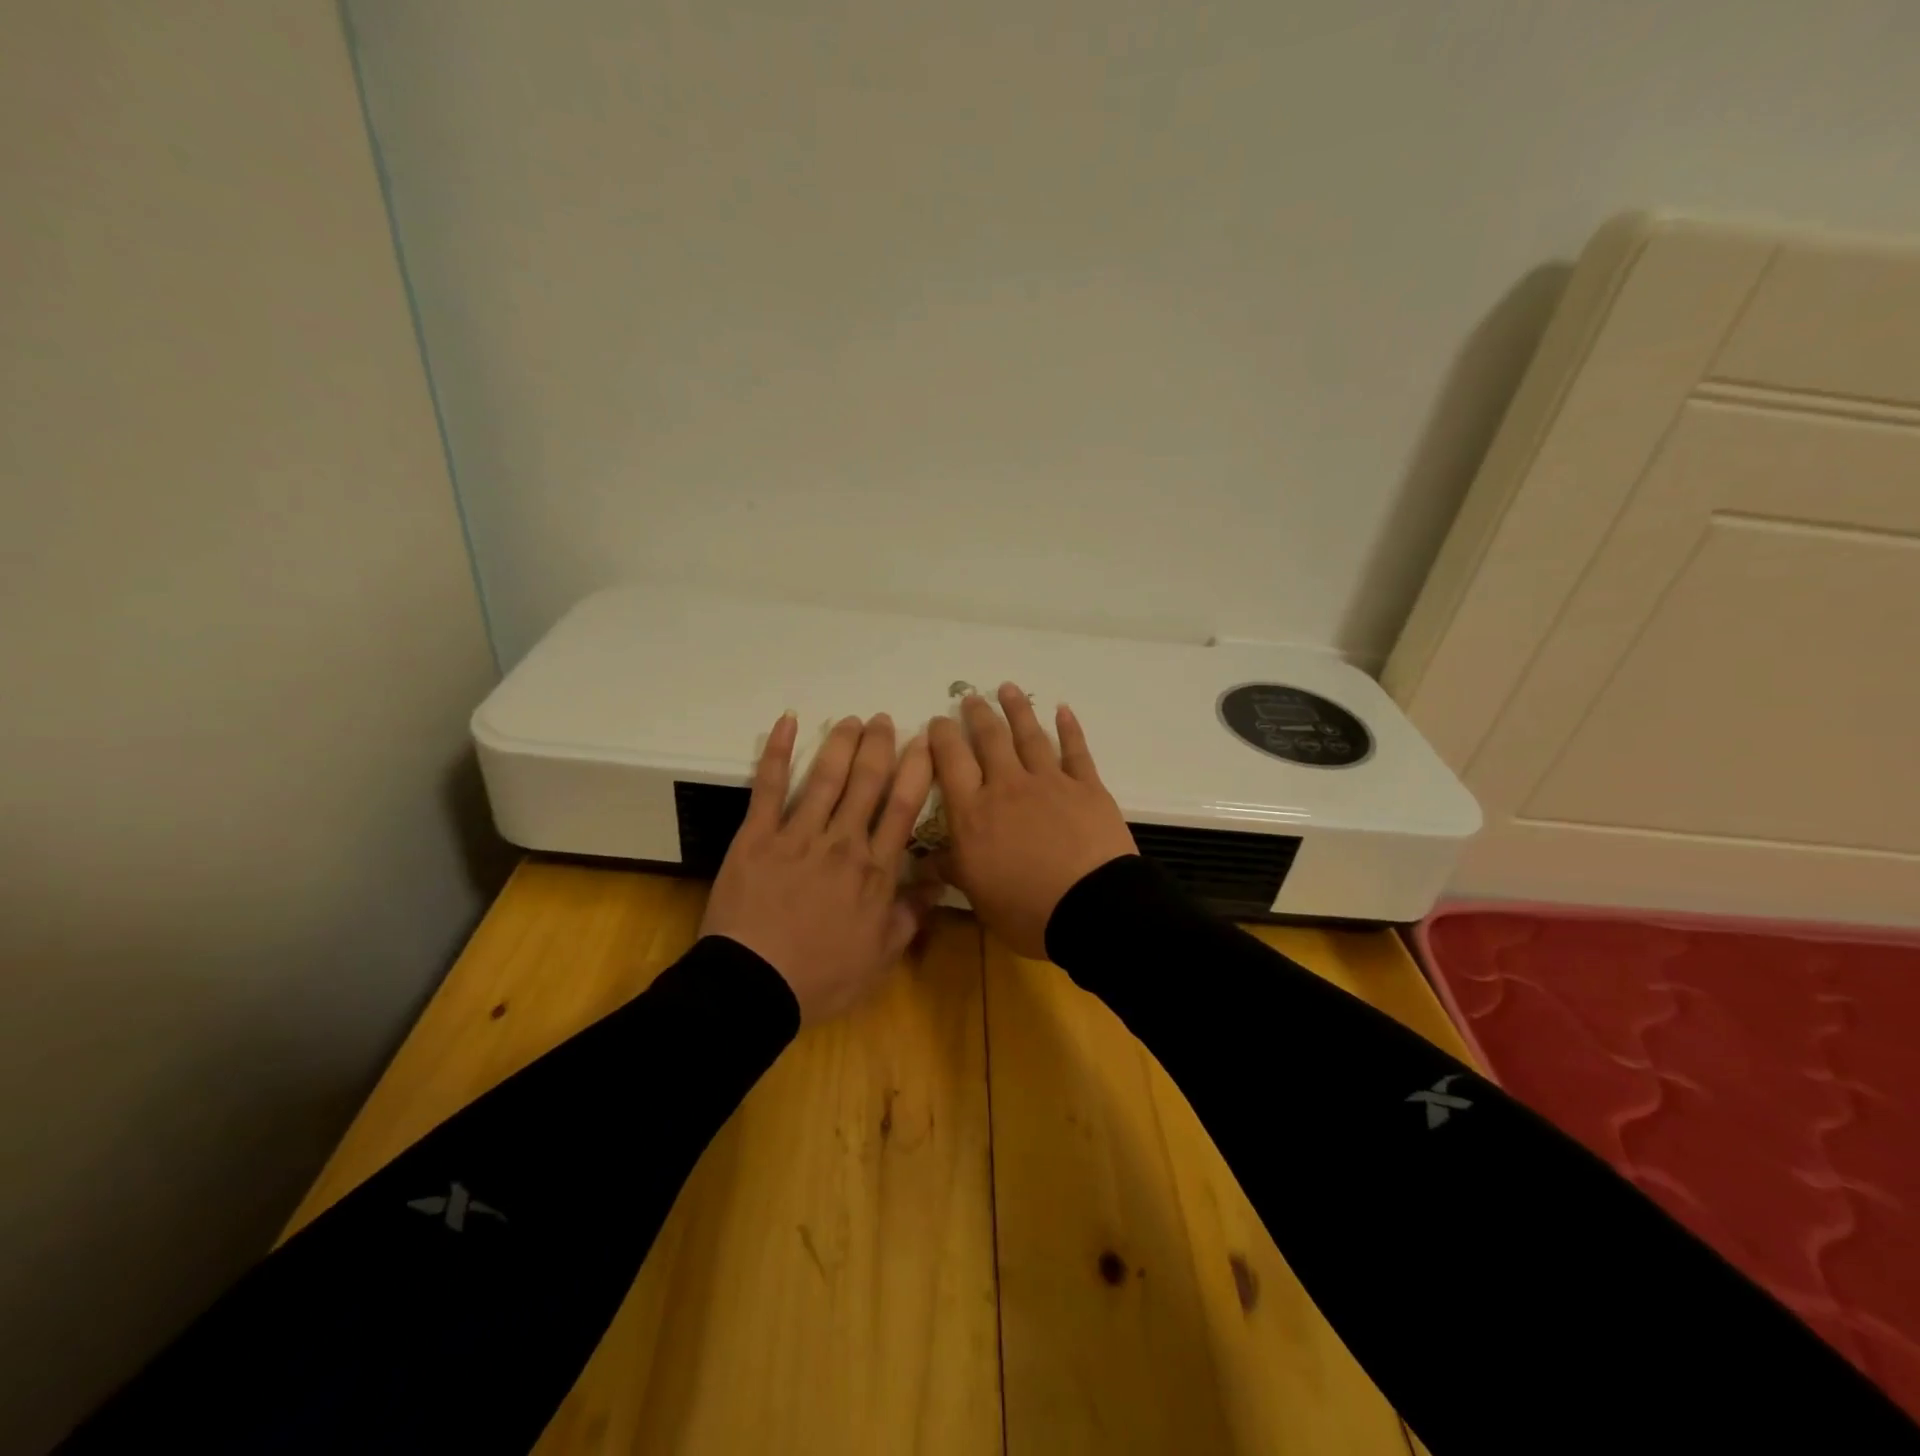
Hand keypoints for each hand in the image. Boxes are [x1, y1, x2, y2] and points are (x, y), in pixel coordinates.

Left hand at [701, 712, 938, 1023]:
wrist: (753, 986)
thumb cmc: (821, 978)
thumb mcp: (880, 957)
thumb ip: (910, 914)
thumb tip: (937, 881)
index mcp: (875, 870)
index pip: (903, 806)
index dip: (916, 769)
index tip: (925, 741)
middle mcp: (842, 841)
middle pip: (867, 782)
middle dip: (878, 746)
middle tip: (884, 720)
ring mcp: (797, 835)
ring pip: (826, 777)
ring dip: (841, 743)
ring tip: (851, 720)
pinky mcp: (757, 836)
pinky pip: (769, 787)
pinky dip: (777, 752)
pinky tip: (786, 722)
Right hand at [928, 684, 1136, 958]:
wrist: (1091, 909)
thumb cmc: (1026, 909)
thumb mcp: (978, 896)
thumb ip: (952, 869)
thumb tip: (925, 860)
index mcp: (974, 813)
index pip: (950, 763)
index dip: (941, 738)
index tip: (937, 722)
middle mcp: (1007, 787)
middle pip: (989, 740)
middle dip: (977, 715)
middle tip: (970, 698)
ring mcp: (1049, 782)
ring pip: (1029, 736)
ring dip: (1017, 709)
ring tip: (1007, 688)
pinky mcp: (1086, 787)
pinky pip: (1075, 750)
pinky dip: (1069, 728)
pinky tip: (1062, 710)